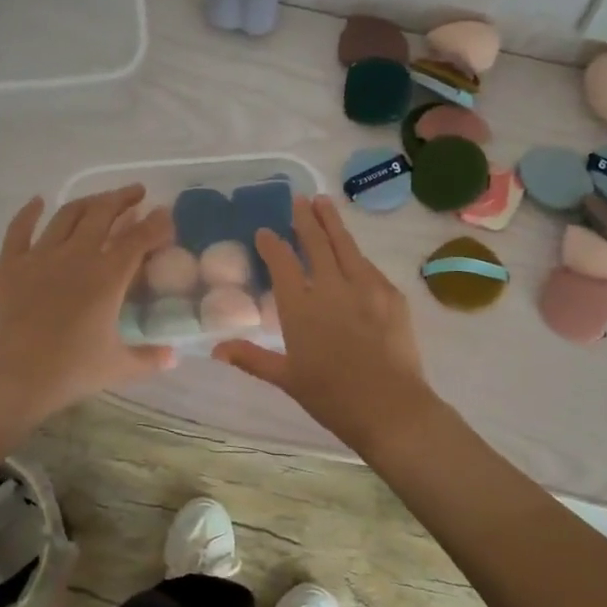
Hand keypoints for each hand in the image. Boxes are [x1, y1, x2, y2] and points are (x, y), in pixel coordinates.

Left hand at [0, 186, 175, 426]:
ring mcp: (40, 256)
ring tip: (102, 199)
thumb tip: (173, 355)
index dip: (156, 223)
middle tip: (137, 193)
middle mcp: (76, 255)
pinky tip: (39, 201)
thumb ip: (149, 358)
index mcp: (108, 276)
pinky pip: (20, 228)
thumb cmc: (67, 372)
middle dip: (124, 199)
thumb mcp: (117, 368)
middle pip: (104, 214)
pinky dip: (30, 211)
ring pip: (68, 215)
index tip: (166, 214)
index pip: (139, 239)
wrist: (7, 379)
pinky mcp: (9, 264)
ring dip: (89, 201)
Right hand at [214, 195, 433, 450]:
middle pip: (315, 243)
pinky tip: (353, 251)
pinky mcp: (391, 294)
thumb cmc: (331, 396)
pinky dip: (356, 254)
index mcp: (300, 307)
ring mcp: (365, 287)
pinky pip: (369, 266)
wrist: (389, 406)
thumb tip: (215, 349)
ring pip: (345, 245)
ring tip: (324, 203)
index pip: (282, 263)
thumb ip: (251, 358)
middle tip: (299, 199)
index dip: (271, 244)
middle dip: (305, 219)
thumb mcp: (286, 378)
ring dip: (332, 222)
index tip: (264, 231)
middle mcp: (330, 287)